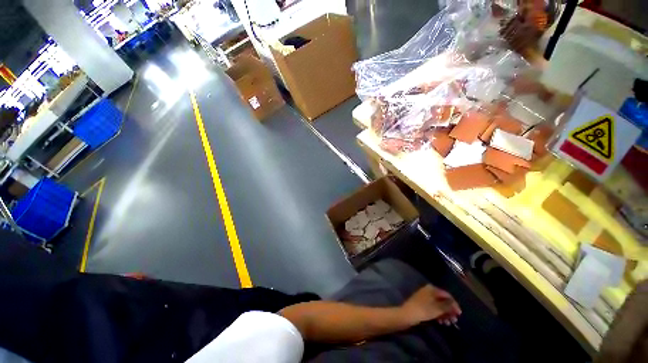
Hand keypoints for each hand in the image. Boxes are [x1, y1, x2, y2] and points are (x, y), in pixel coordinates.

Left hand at [401, 285, 460, 325]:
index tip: (459, 314)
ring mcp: (424, 297)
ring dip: (445, 314)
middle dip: (449, 310)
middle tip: (454, 320)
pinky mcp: (422, 305)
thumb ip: (448, 305)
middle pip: (443, 300)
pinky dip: (438, 315)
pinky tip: (441, 322)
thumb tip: (455, 304)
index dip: (454, 304)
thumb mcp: (438, 308)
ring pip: (438, 305)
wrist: (407, 315)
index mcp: (432, 289)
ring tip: (448, 323)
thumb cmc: (423, 310)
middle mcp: (428, 291)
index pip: (447, 295)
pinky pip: (433, 309)